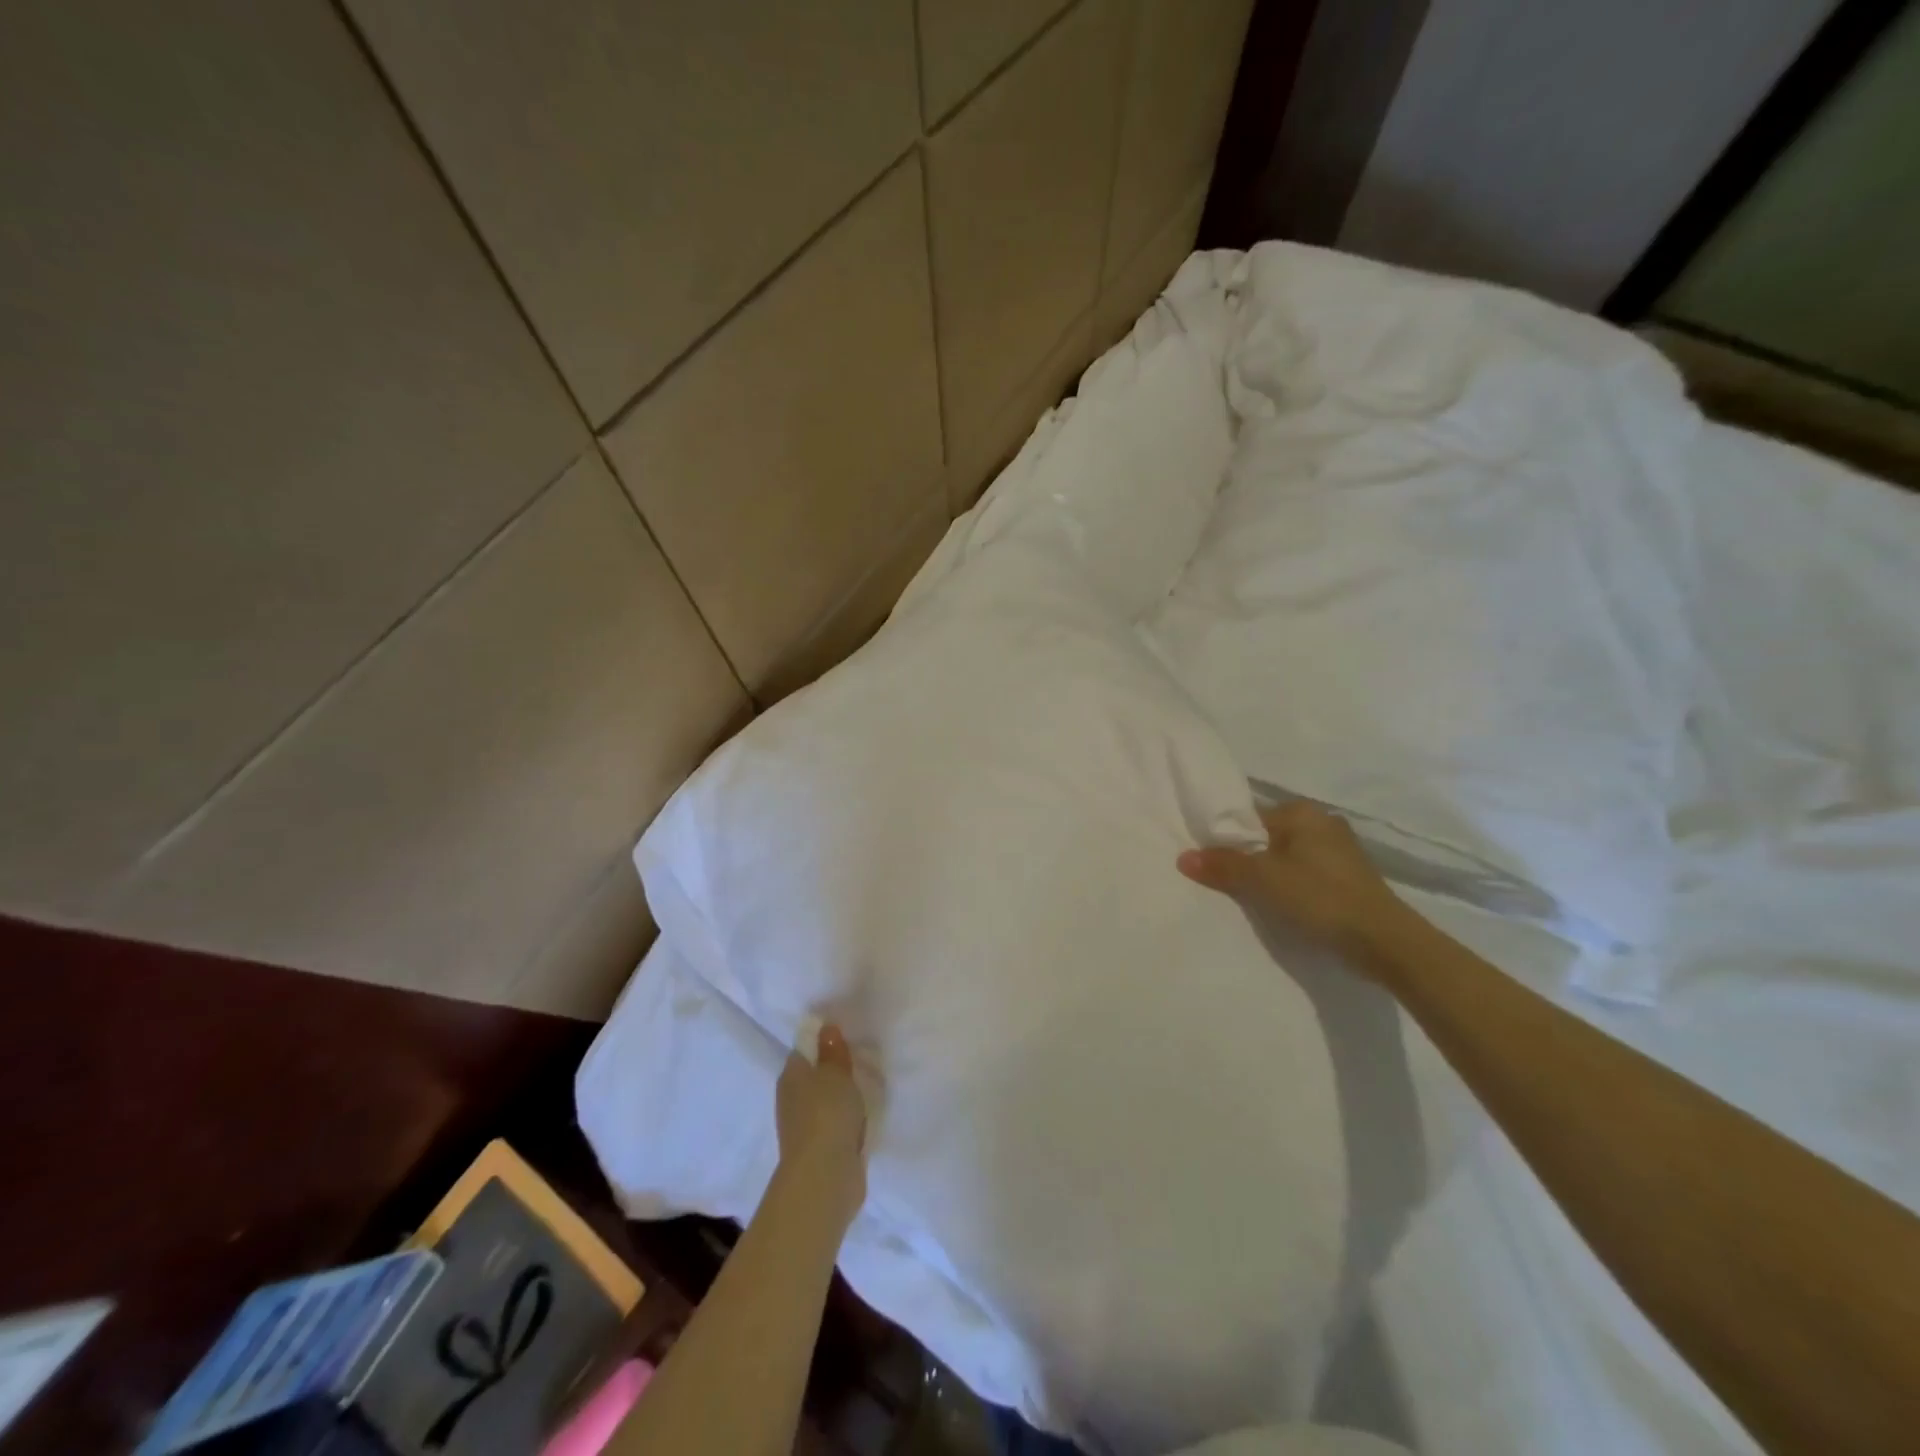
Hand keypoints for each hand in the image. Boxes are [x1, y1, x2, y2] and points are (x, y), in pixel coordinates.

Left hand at [774, 1024, 866, 1224]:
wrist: (825, 1176)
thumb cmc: (828, 1114)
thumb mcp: (836, 1073)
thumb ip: (833, 1051)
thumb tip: (826, 1027)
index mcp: (790, 1076)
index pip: (804, 1050)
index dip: (823, 1043)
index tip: (847, 1040)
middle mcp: (791, 1099)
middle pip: (814, 1077)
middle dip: (835, 1072)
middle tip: (862, 1064)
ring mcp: (803, 1127)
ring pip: (825, 1102)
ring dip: (841, 1099)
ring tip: (866, 1090)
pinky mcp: (818, 1150)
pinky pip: (834, 1125)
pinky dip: (846, 1122)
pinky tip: (862, 1120)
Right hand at [1177, 800, 1410, 965]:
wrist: (1385, 942)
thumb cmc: (1319, 898)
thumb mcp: (1262, 880)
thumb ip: (1222, 865)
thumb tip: (1183, 856)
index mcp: (1302, 812)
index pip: (1249, 818)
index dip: (1226, 840)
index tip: (1208, 863)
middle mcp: (1322, 823)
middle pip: (1267, 839)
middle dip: (1247, 859)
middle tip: (1223, 884)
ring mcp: (1340, 852)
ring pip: (1286, 859)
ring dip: (1269, 877)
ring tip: (1249, 900)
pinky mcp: (1350, 879)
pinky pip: (1305, 876)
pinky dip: (1291, 889)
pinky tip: (1282, 908)